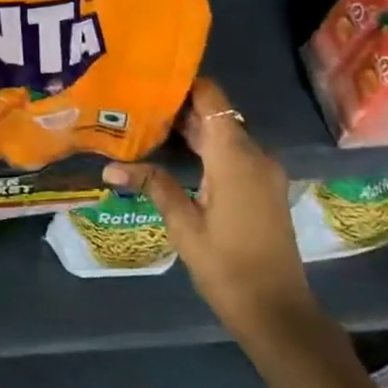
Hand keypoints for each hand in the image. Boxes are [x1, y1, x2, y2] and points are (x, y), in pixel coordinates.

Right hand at [103, 78, 317, 340]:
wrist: (277, 310)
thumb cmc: (227, 266)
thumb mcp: (184, 225)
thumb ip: (154, 185)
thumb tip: (110, 165)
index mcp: (235, 157)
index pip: (212, 99)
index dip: (184, 83)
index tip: (149, 77)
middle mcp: (255, 155)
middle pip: (216, 115)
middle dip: (179, 106)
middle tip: (135, 102)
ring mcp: (263, 172)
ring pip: (224, 134)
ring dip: (191, 128)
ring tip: (146, 123)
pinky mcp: (263, 188)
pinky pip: (232, 153)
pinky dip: (205, 147)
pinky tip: (174, 154)